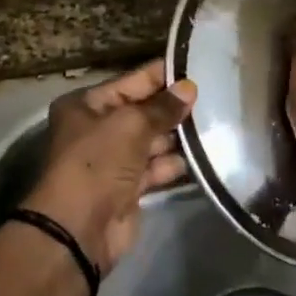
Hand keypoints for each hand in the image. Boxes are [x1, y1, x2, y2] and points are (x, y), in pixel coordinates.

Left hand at [25, 59, 196, 269]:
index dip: (161, 76)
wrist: (80, 228)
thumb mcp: (130, 125)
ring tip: (214, 123)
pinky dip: (173, 163)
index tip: (195, 68)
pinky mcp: (128, 188)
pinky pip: (155, 168)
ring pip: (151, 141)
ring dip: (177, 136)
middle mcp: (97, 129)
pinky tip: (202, 155)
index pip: (130, 82)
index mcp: (86, 105)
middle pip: (142, 112)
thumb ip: (162, 107)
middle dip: (173, 107)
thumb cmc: (98, 162)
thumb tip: (189, 88)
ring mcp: (113, 160)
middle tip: (213, 96)